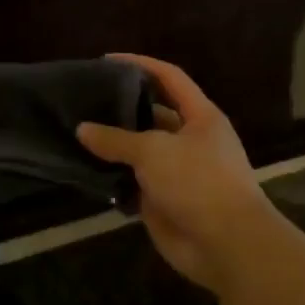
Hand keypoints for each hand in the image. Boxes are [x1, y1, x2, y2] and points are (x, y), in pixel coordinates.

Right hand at [78, 55, 279, 293]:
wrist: (226, 244)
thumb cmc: (198, 182)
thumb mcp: (154, 151)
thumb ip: (116, 139)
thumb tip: (82, 129)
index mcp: (200, 117)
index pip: (169, 78)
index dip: (140, 64)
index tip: (107, 60)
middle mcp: (190, 140)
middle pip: (152, 114)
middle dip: (121, 107)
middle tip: (85, 100)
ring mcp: (177, 171)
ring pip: (140, 151)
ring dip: (113, 145)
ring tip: (78, 132)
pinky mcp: (163, 200)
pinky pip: (133, 182)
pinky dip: (113, 178)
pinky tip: (85, 170)